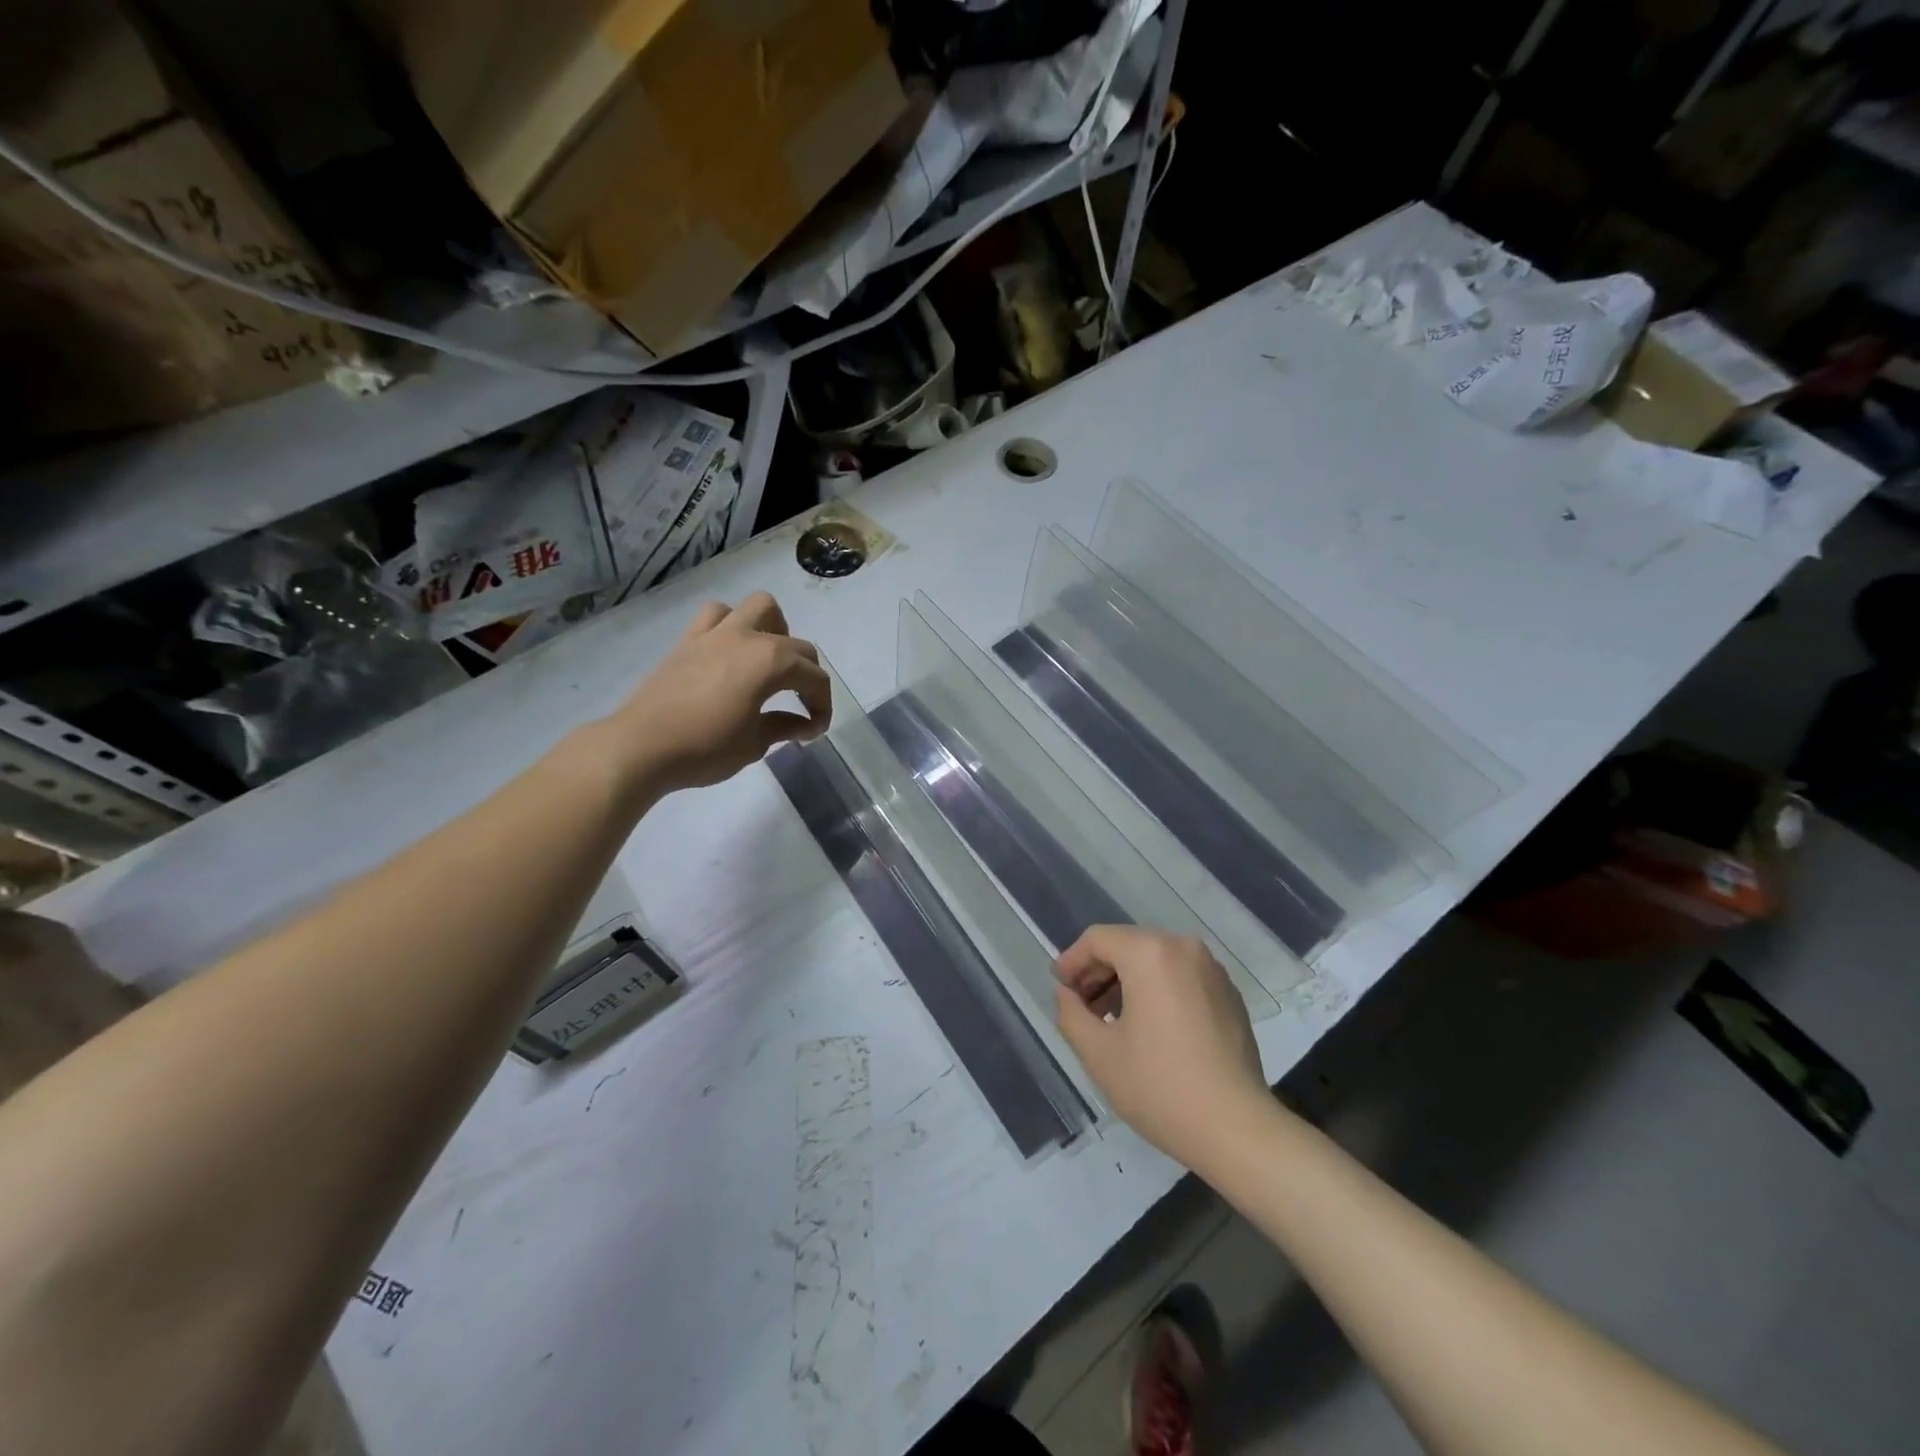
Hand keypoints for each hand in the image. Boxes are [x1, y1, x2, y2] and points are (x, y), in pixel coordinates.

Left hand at [607, 593, 831, 793]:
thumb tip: (805, 724)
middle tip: (803, 706)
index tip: (816, 729)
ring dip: (775, 629)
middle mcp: (749, 638)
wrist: (642, 747)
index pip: (814, 678)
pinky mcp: (689, 639)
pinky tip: (731, 652)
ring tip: (770, 660)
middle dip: (808, 674)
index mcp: (771, 663)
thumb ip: (785, 726)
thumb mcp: (755, 744)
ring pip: (760, 607)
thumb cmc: (705, 748)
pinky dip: (732, 625)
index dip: (823, 705)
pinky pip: (718, 615)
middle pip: (797, 645)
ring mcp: (717, 633)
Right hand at [1053, 926, 1269, 1166]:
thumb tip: (1067, 995)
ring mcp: (1212, 970)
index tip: (1059, 988)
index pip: (1098, 939)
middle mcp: (1184, 948)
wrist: (1236, 1129)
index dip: (1072, 960)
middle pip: (1128, 945)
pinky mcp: (1229, 995)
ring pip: (1156, 960)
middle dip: (1099, 971)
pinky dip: (1157, 990)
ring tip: (1111, 1020)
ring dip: (1127, 981)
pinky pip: (1181, 976)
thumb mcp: (1099, 1054)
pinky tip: (1149, 1029)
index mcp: (1151, 954)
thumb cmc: (1160, 1087)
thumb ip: (1071, 1014)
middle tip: (1081, 1006)